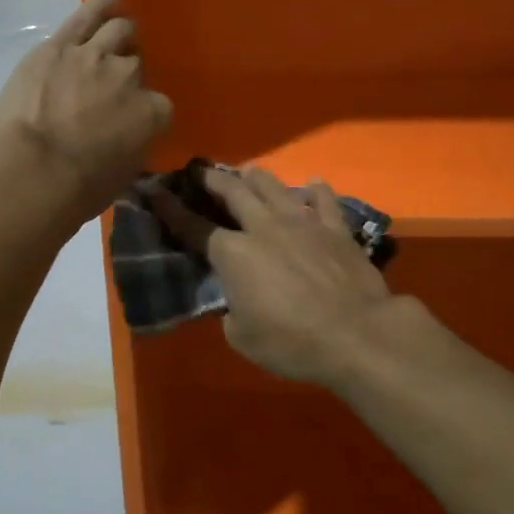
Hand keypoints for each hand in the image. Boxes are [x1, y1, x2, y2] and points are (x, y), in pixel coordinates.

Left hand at [0, 0, 172, 218]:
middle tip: (116, 81)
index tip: (130, 122)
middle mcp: (130, 77)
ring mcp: (95, 56)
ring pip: (117, 32)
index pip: (158, 106)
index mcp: (153, 113)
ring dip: (121, 31)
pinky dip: (100, 2)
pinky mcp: (59, 47)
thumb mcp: (121, 177)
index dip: (144, 112)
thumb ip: (132, 149)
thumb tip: (127, 142)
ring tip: (121, 28)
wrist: (33, 172)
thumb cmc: (78, 189)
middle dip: (128, 72)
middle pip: (136, 65)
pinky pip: (85, 16)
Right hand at [156, 165, 397, 386]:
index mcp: (233, 254)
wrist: (356, 334)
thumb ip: (232, 310)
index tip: (157, 192)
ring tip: (248, 172)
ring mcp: (302, 223)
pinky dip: (315, 191)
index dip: (171, 209)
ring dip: (256, 177)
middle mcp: (263, 227)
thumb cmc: (291, 342)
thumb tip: (237, 300)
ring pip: (273, 186)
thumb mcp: (242, 337)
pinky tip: (312, 185)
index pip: (193, 227)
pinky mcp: (335, 229)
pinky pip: (323, 200)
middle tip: (203, 172)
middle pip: (233, 192)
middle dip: (214, 179)